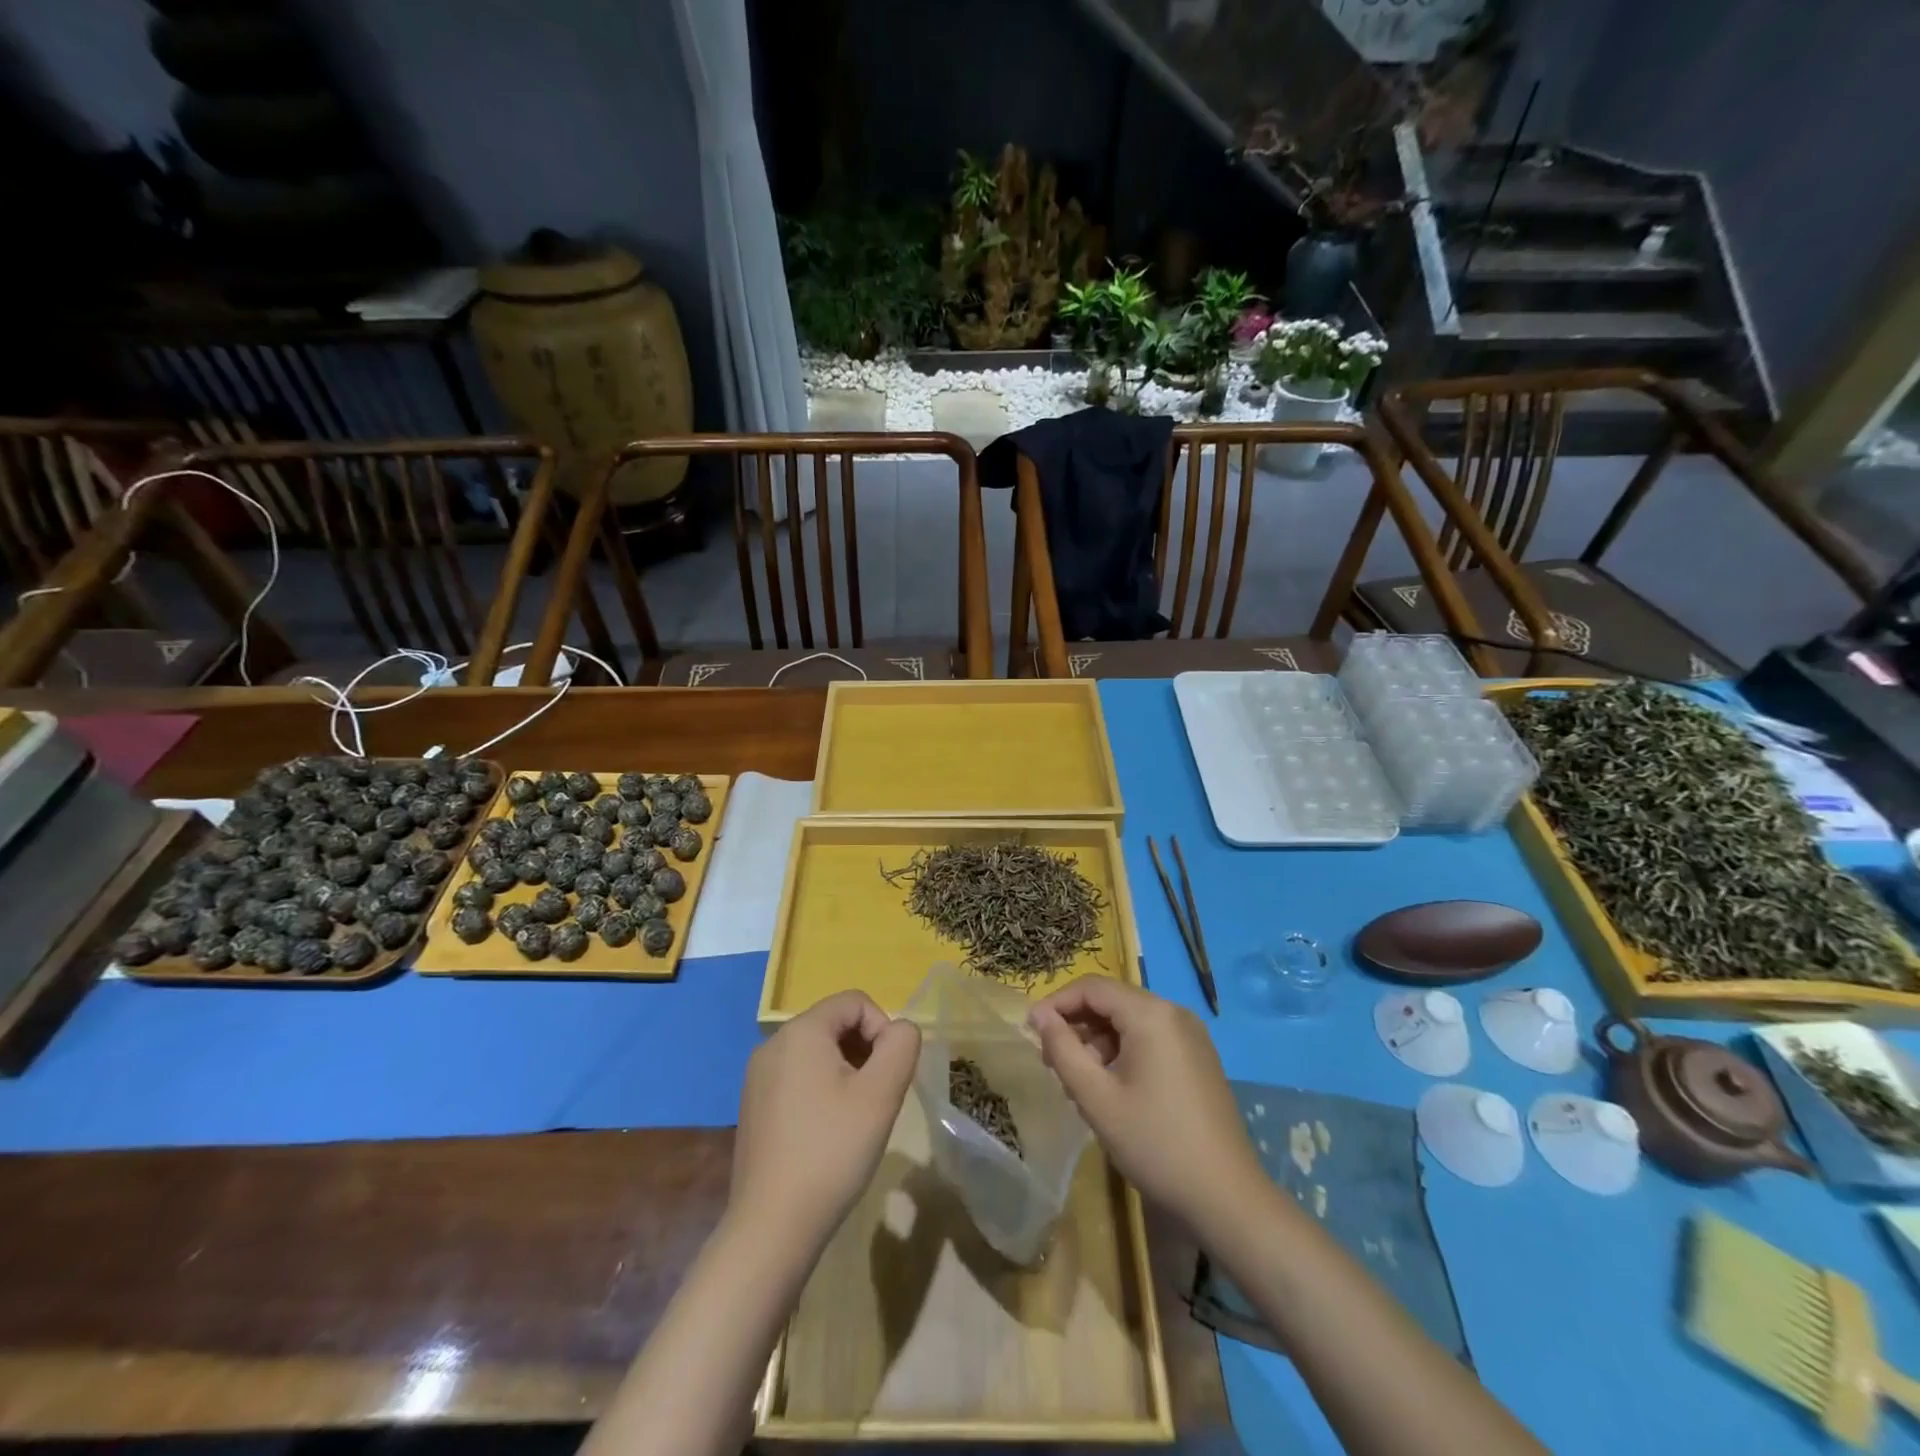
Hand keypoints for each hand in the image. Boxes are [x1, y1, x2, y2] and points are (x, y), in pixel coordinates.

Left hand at [730, 990, 920, 1251]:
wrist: (772, 1227)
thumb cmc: (831, 1151)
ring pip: (818, 1052)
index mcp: (800, 1031)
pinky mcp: (754, 1106)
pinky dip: (823, 1091)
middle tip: (877, 1098)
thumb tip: (900, 1030)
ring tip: (856, 1118)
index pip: (856, 1002)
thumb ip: (901, 1045)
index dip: (883, 1028)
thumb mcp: (881, 1094)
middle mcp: (773, 1044)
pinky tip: (829, 1133)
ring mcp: (758, 1077)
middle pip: (835, 1024)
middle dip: (865, 1051)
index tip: (890, 1075)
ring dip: (847, 1072)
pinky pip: (799, 1077)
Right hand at [1029, 978, 1262, 1236]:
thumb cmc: (1155, 1144)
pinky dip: (1123, 1051)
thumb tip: (1039, 1016)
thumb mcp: (1097, 1099)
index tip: (1031, 1032)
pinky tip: (1112, 1088)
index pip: (1092, 987)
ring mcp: (1191, 1035)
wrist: (1227, 1198)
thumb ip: (1063, 1050)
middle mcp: (1174, 1012)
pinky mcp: (1198, 1057)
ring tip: (1079, 1082)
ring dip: (1098, 1041)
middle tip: (1052, 1063)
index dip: (1057, 1004)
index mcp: (1151, 1014)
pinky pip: (1150, 1038)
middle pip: (1112, 1001)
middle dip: (1077, 1025)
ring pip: (1130, 1021)